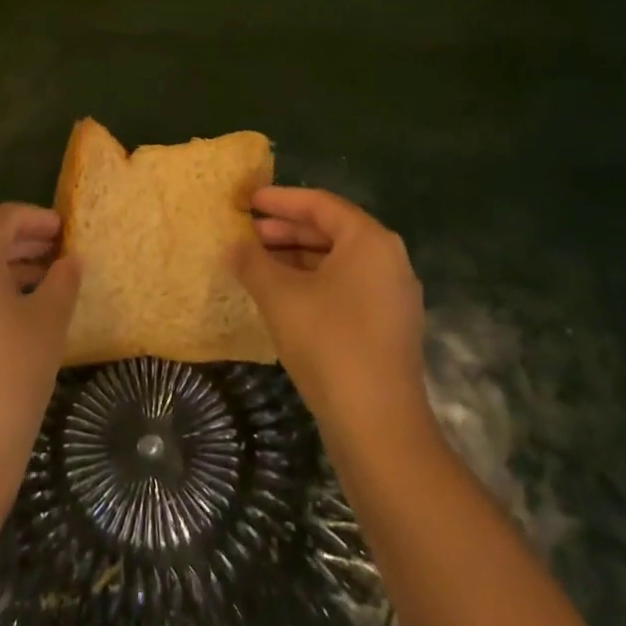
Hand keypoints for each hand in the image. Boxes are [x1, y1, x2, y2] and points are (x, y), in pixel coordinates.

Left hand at [0, 203, 80, 502]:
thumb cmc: (10, 376)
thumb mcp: (49, 322)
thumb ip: (62, 280)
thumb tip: (69, 261)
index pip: (3, 218)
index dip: (37, 219)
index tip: (64, 229)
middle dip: (21, 245)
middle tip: (57, 254)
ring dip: (2, 273)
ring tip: (40, 286)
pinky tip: (8, 319)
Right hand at [232, 187, 429, 440]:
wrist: (378, 426)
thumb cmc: (328, 342)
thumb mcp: (280, 296)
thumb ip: (252, 262)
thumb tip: (233, 245)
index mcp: (370, 241)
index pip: (320, 204)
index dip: (280, 199)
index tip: (248, 200)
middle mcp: (388, 260)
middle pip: (331, 231)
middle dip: (286, 230)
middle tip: (247, 234)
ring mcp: (392, 296)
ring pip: (337, 262)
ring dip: (296, 258)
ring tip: (257, 264)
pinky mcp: (387, 327)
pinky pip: (345, 288)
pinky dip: (312, 283)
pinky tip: (281, 296)